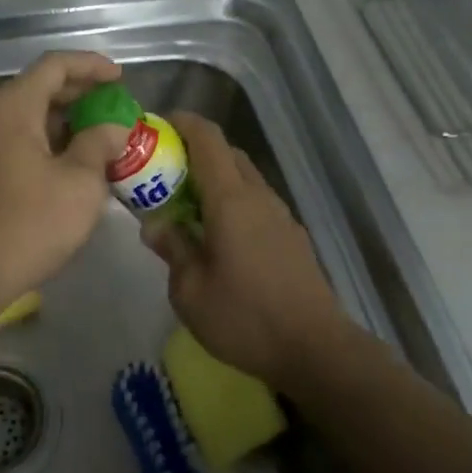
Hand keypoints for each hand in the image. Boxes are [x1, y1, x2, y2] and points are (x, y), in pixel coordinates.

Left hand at [0, 51, 130, 314]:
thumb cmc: (29, 224)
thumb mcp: (80, 184)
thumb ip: (100, 144)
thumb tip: (112, 128)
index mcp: (11, 107)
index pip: (54, 65)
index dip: (91, 65)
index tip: (120, 78)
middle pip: (38, 89)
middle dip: (80, 95)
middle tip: (115, 109)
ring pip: (27, 118)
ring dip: (65, 123)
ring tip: (101, 138)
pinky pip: (16, 142)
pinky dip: (46, 143)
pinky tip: (71, 165)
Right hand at [142, 111, 346, 388]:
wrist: (316, 349)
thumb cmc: (245, 318)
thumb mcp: (190, 291)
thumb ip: (172, 249)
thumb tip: (155, 224)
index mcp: (230, 199)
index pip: (207, 138)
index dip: (182, 123)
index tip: (156, 127)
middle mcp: (258, 196)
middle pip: (227, 152)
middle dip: (193, 151)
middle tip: (163, 171)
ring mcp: (280, 215)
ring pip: (243, 177)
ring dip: (214, 178)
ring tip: (185, 205)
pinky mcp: (291, 235)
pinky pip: (255, 201)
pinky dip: (231, 200)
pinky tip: (217, 235)